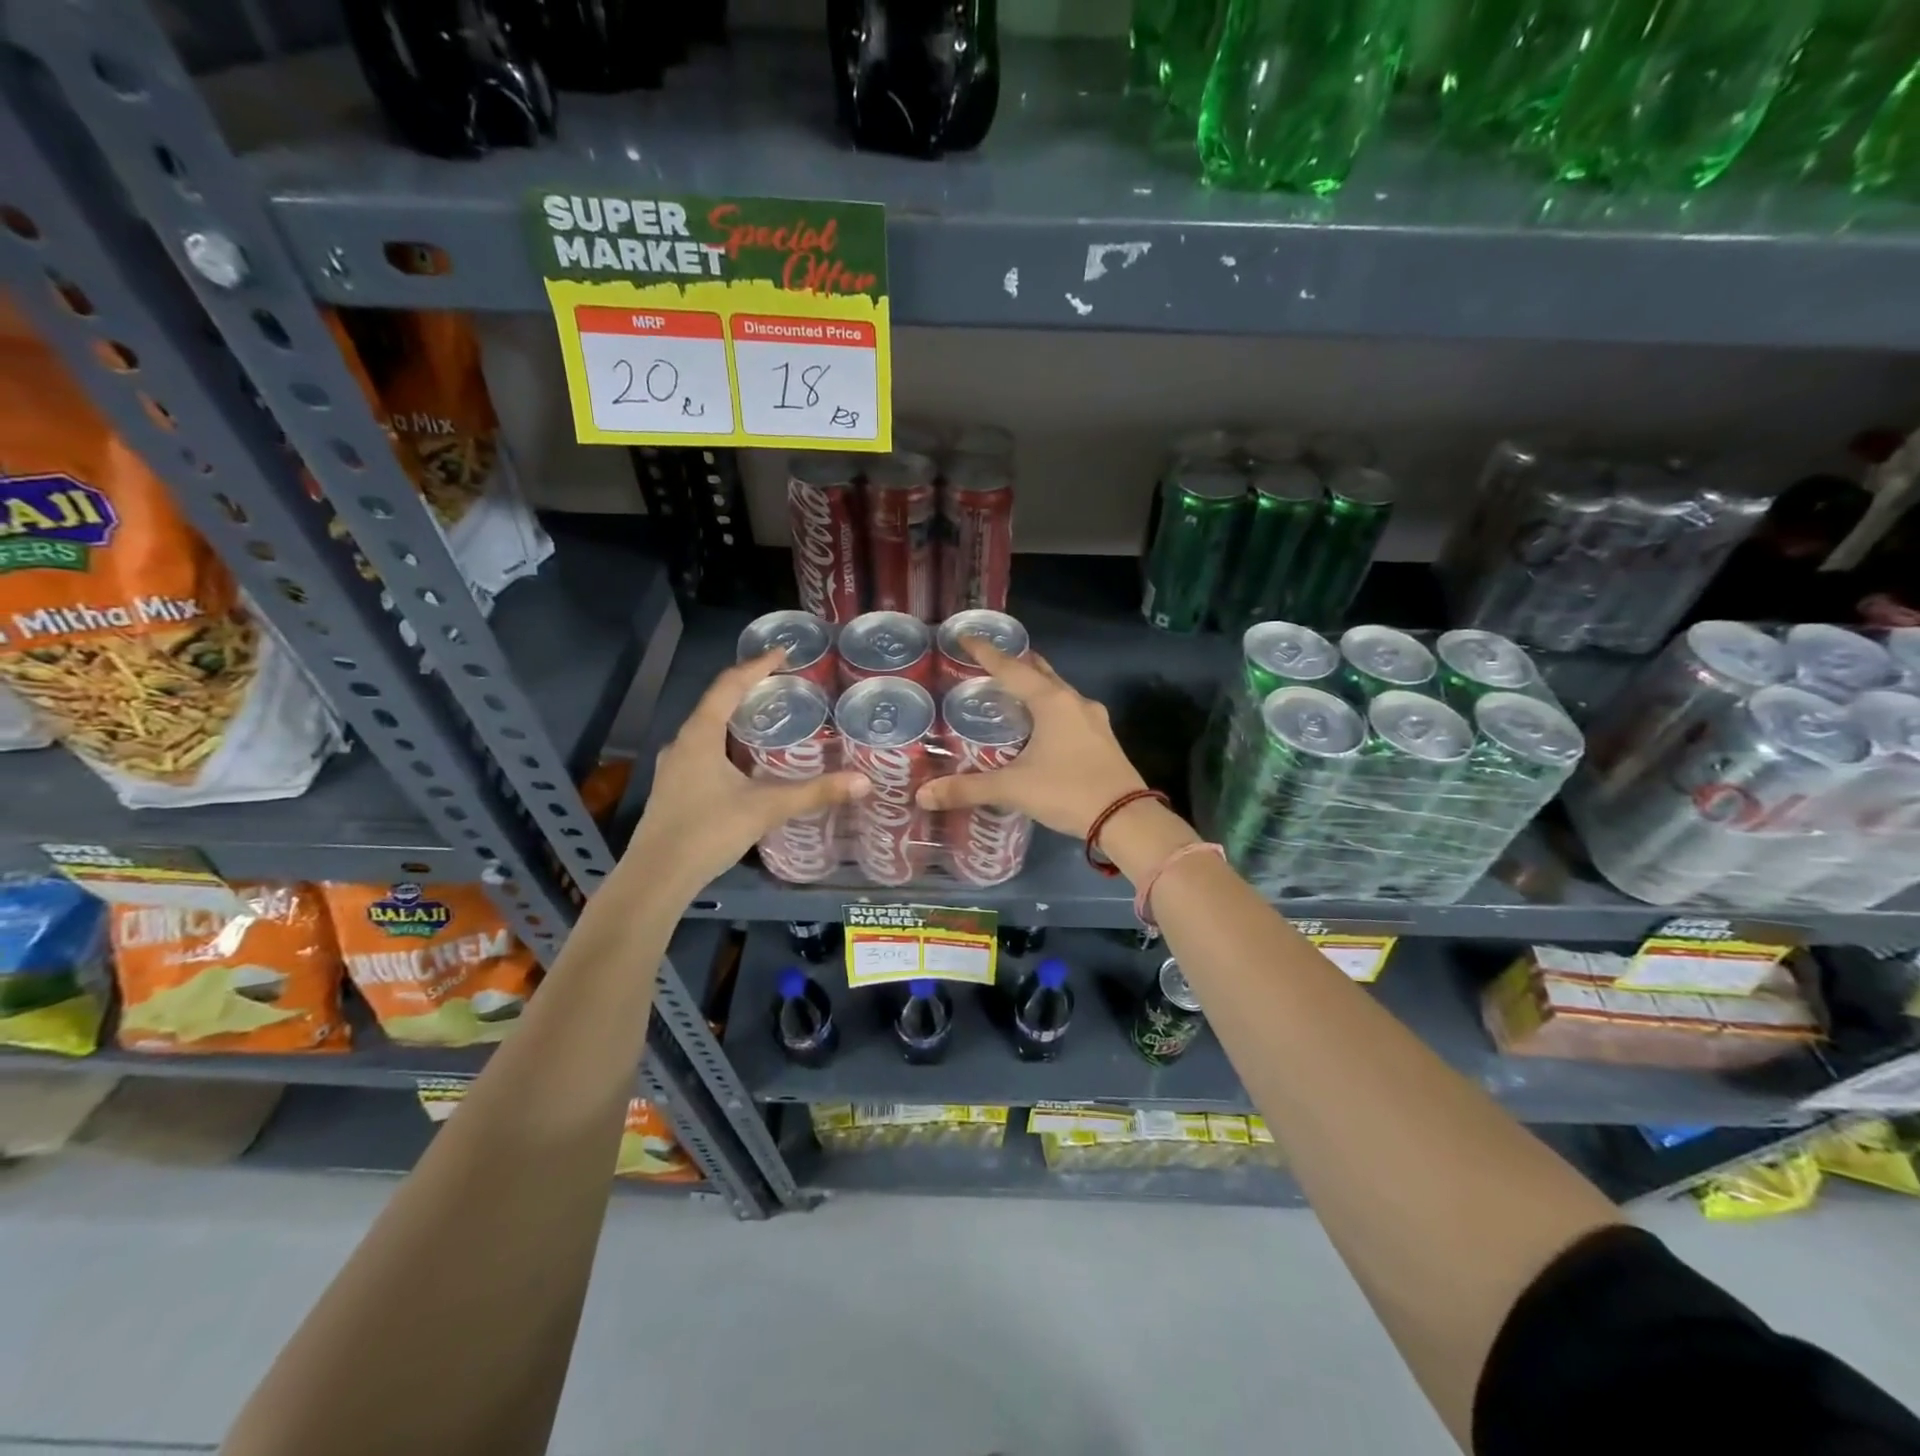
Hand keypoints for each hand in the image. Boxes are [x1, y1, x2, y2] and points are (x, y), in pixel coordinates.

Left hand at [625, 651, 866, 899]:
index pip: (729, 685)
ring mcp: (674, 766)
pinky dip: (727, 743)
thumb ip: (814, 792)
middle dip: (749, 690)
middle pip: (716, 703)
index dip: (757, 666)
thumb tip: (863, 781)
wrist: (657, 877)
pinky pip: (704, 751)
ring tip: (769, 719)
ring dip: (736, 718)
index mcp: (700, 735)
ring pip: (708, 729)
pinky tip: (746, 762)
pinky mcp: (674, 788)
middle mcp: (682, 743)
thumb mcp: (766, 808)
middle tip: (783, 686)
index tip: (783, 652)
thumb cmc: (708, 831)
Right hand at [915, 639, 1147, 838]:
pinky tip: (1041, 725)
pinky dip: (1050, 707)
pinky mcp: (1102, 738)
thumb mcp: (1013, 789)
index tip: (966, 637)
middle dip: (1015, 664)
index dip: (985, 652)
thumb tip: (923, 795)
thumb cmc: (1067, 791)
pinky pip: (1069, 710)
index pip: (1010, 668)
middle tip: (988, 662)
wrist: (1126, 818)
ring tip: (1012, 691)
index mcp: (1051, 701)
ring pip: (1058, 691)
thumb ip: (968, 789)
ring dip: (1035, 686)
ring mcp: (1093, 719)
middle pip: (1039, 671)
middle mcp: (1074, 701)